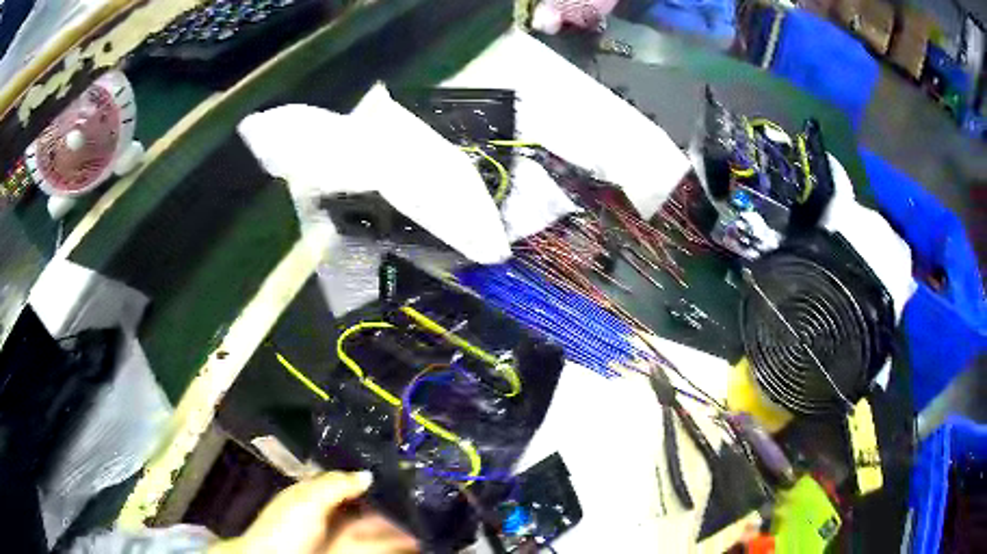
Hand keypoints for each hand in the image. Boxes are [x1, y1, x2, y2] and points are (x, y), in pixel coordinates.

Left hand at [210, 471, 418, 553]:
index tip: (401, 473)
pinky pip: (379, 547)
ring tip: (428, 519)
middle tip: (423, 497)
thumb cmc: (285, 528)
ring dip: (400, 525)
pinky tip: (417, 539)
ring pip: (378, 529)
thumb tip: (368, 473)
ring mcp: (344, 539)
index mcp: (317, 497)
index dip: (372, 480)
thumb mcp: (305, 499)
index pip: (349, 484)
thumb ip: (336, 484)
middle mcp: (334, 517)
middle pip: (368, 508)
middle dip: (392, 504)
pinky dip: (397, 543)